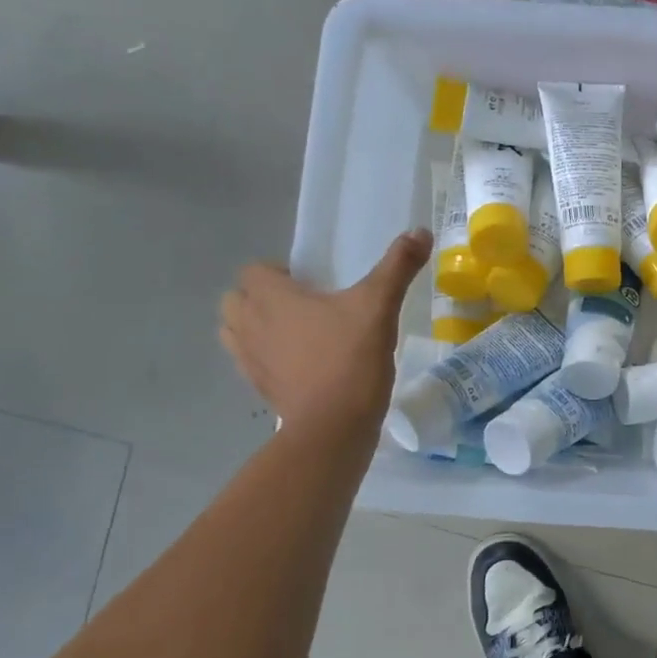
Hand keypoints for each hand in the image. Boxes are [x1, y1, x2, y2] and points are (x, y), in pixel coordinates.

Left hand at [219, 229, 431, 427]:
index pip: (254, 270)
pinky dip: (267, 358)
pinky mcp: (259, 389)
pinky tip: (302, 364)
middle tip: (303, 306)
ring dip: (258, 327)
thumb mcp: (379, 306)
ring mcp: (250, 360)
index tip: (312, 283)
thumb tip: (420, 231)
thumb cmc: (351, 358)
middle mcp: (250, 324)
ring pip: (236, 332)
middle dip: (262, 298)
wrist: (334, 427)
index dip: (278, 272)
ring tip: (297, 334)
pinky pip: (251, 363)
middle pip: (237, 300)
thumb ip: (397, 267)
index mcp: (270, 297)